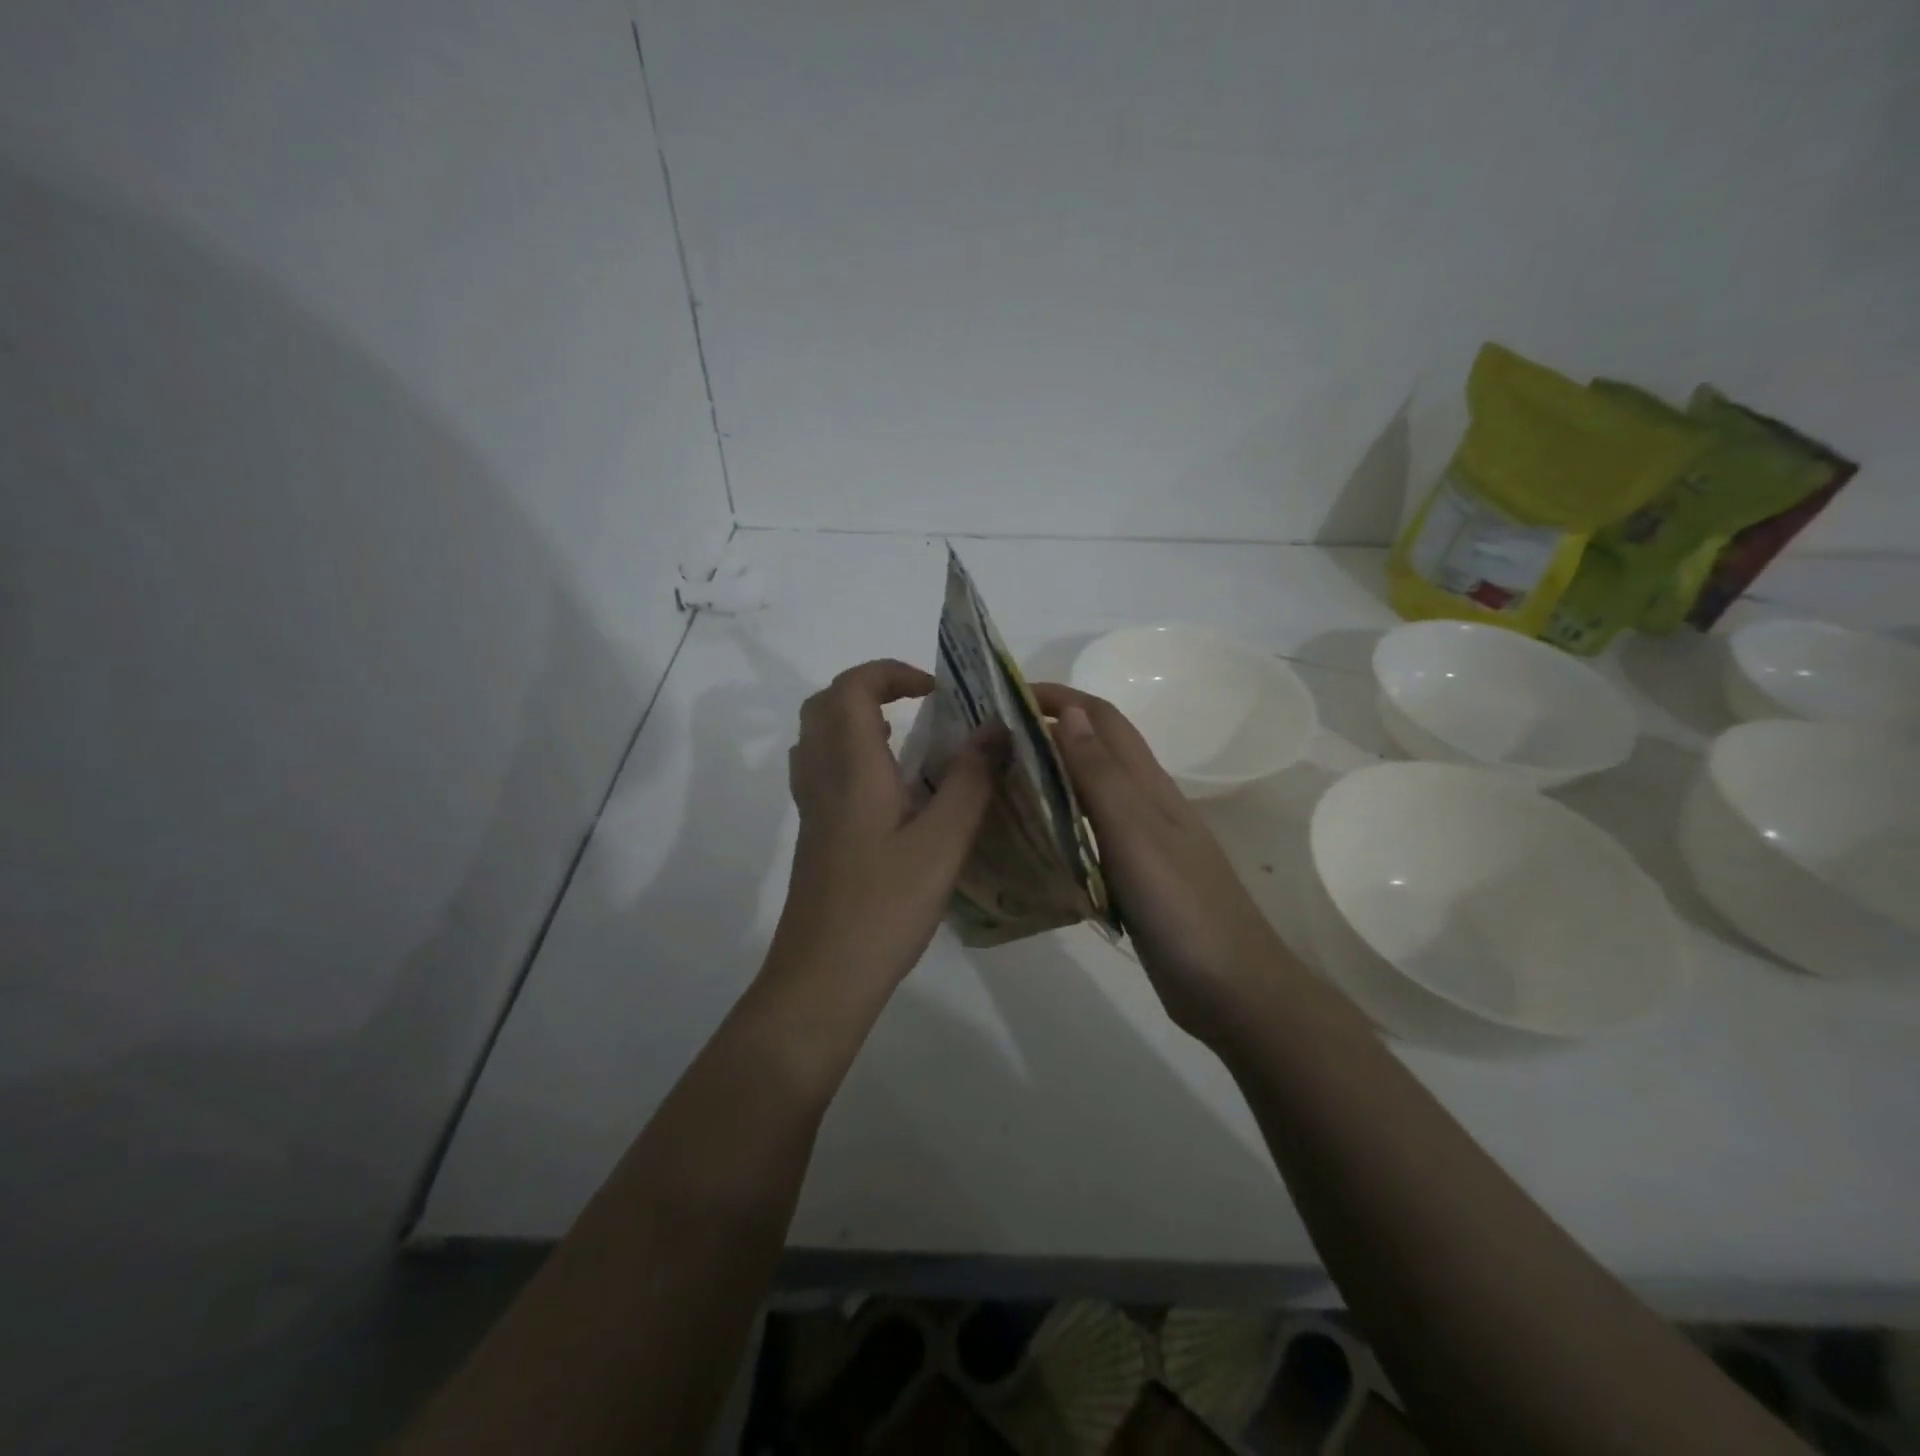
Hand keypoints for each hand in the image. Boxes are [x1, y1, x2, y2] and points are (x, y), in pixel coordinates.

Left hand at [770, 659, 997, 990]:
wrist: (823, 976)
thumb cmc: (885, 906)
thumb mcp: (943, 842)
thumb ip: (971, 780)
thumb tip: (997, 727)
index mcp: (852, 767)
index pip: (852, 687)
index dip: (891, 673)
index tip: (936, 691)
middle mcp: (822, 776)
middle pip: (826, 703)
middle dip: (871, 688)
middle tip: (919, 705)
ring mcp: (811, 806)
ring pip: (818, 735)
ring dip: (856, 718)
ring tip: (906, 736)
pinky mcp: (813, 833)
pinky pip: (821, 767)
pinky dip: (850, 752)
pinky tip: (888, 787)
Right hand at [1032, 684, 1301, 1045]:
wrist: (1232, 988)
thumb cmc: (1182, 906)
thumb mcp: (1135, 834)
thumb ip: (1101, 775)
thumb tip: (1071, 712)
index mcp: (1147, 785)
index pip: (1102, 719)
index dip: (1059, 697)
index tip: (1007, 693)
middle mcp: (1145, 804)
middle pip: (1097, 748)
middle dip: (1050, 728)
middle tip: (993, 737)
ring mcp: (1142, 841)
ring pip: (1092, 789)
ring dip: (1053, 771)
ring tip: (1002, 778)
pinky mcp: (1135, 876)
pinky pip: (1090, 832)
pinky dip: (1060, 819)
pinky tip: (1034, 836)